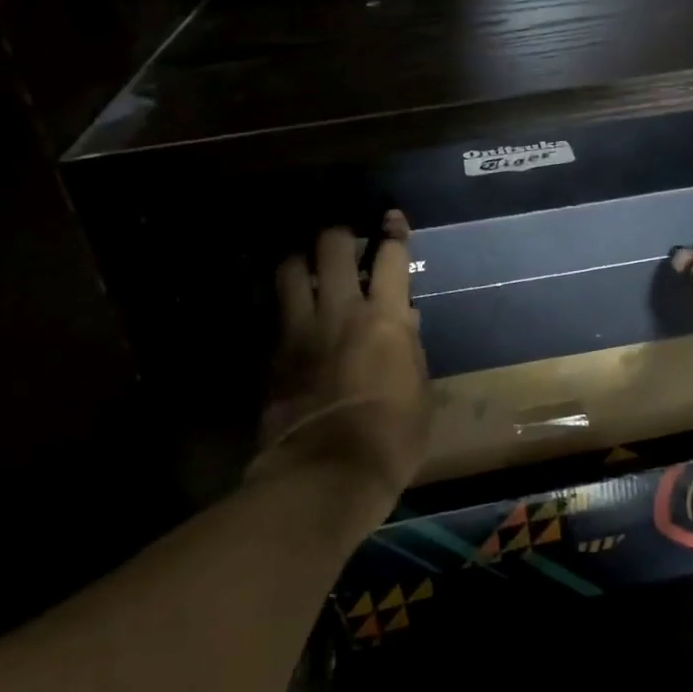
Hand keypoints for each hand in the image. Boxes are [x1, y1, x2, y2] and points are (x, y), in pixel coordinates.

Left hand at [256, 211, 431, 506]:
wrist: (327, 472)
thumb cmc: (393, 435)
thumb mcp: (419, 391)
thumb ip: (410, 349)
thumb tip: (406, 322)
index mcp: (385, 317)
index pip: (391, 256)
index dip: (393, 232)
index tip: (392, 219)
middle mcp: (341, 310)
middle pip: (333, 246)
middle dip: (339, 235)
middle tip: (344, 241)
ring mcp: (301, 329)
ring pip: (290, 269)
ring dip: (300, 262)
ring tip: (306, 268)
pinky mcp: (273, 354)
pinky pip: (275, 313)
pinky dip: (284, 306)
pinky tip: (290, 315)